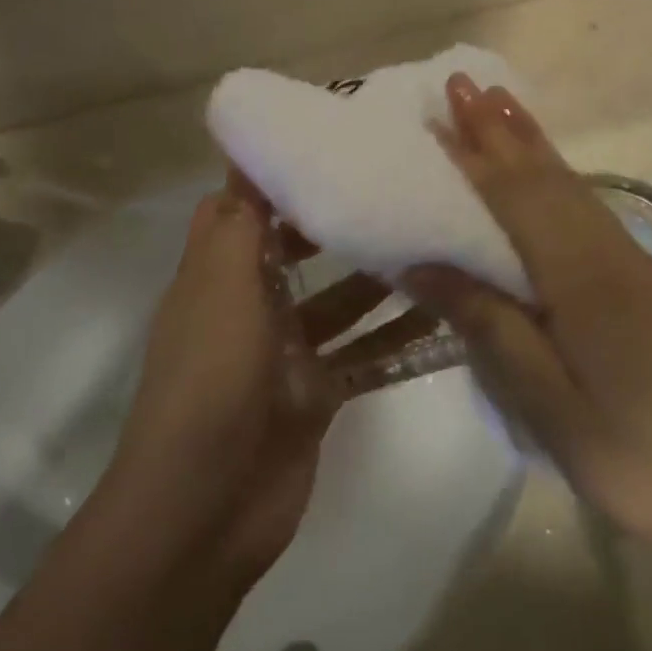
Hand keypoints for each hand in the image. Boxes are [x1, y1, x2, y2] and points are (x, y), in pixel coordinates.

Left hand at [108, 172, 433, 581]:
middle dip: (338, 221)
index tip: (329, 142)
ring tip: (433, 239)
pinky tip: (445, 316)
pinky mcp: (318, 392)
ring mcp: (287, 351)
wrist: (206, 509)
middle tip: (397, 185)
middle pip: (296, 249)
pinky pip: (363, 352)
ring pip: (340, 300)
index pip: (244, 207)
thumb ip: (239, 221)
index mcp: (219, 273)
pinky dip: (396, 337)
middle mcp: (251, 304)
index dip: (275, 174)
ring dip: (378, 277)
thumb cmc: (210, 378)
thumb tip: (246, 153)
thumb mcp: (221, 286)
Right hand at [404, 74, 651, 566]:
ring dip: (529, 141)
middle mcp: (607, 252)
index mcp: (581, 277)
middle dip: (499, 129)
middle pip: (543, 177)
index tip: (436, 115)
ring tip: (498, 102)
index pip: (514, 199)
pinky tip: (547, 170)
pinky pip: (585, 207)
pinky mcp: (641, 280)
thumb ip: (487, 323)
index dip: (472, 157)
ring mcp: (630, 262)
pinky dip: (556, 174)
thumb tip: (422, 262)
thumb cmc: (634, 455)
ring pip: (569, 185)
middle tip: (460, 82)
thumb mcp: (546, 403)